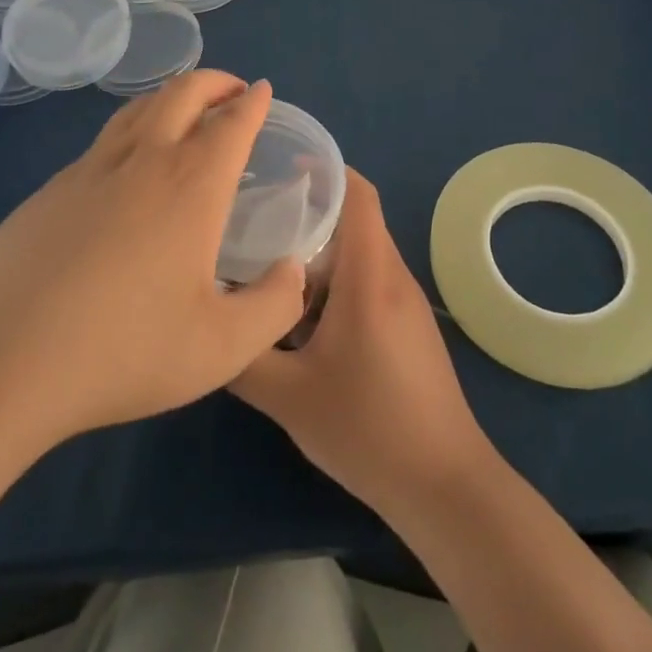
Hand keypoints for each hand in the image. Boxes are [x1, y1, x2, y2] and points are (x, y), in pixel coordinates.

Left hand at [0, 73, 305, 478]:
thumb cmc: (121, 350)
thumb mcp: (221, 348)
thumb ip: (273, 306)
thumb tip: (293, 269)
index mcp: (191, 183)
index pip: (232, 122)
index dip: (253, 101)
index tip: (263, 91)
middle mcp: (143, 159)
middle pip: (182, 92)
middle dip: (214, 81)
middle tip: (232, 91)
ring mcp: (88, 170)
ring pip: (138, 108)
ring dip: (171, 97)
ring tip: (186, 113)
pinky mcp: (48, 191)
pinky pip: (104, 141)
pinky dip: (133, 131)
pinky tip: (128, 170)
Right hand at [232, 169, 491, 514]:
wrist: (443, 483)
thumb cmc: (368, 428)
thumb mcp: (288, 397)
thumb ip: (243, 357)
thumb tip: (209, 324)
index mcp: (370, 275)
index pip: (359, 194)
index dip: (327, 169)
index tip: (284, 167)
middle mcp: (393, 275)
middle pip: (355, 220)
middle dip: (310, 212)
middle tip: (259, 218)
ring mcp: (407, 301)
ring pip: (361, 253)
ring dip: (321, 252)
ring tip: (271, 264)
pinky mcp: (409, 325)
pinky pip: (370, 280)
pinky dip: (337, 280)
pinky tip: (303, 314)